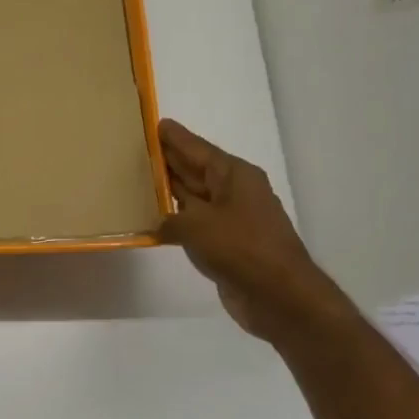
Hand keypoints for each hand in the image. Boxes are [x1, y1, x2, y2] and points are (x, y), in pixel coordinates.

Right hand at [158, 119, 354, 344]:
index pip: (199, 149)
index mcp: (234, 176)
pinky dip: (176, 221)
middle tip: (140, 149)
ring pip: (195, 198)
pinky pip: (196, 225)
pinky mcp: (227, 245)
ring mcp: (232, 219)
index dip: (176, 138)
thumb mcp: (197, 226)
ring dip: (171, 191)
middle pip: (197, 170)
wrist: (278, 294)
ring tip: (141, 181)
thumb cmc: (241, 248)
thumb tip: (160, 223)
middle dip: (171, 161)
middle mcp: (234, 192)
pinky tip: (155, 222)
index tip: (157, 124)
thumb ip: (171, 219)